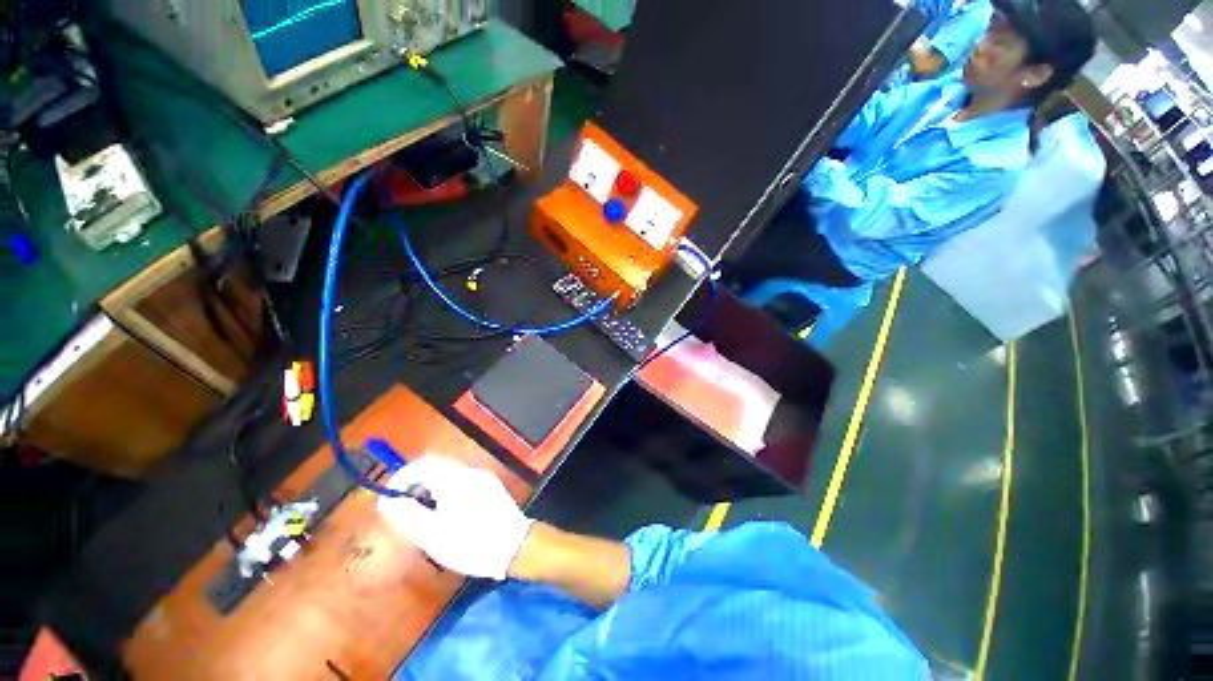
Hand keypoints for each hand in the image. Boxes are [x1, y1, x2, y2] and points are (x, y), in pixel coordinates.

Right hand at [377, 456, 534, 579]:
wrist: (514, 546)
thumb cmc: (471, 544)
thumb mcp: (433, 535)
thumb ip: (408, 514)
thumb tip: (387, 500)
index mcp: (454, 480)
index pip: (422, 464)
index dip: (402, 478)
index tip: (390, 498)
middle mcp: (470, 472)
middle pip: (436, 466)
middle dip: (416, 484)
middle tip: (405, 509)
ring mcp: (483, 477)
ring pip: (449, 473)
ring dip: (431, 488)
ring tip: (424, 516)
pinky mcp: (491, 485)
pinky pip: (462, 480)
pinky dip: (447, 490)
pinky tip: (446, 514)